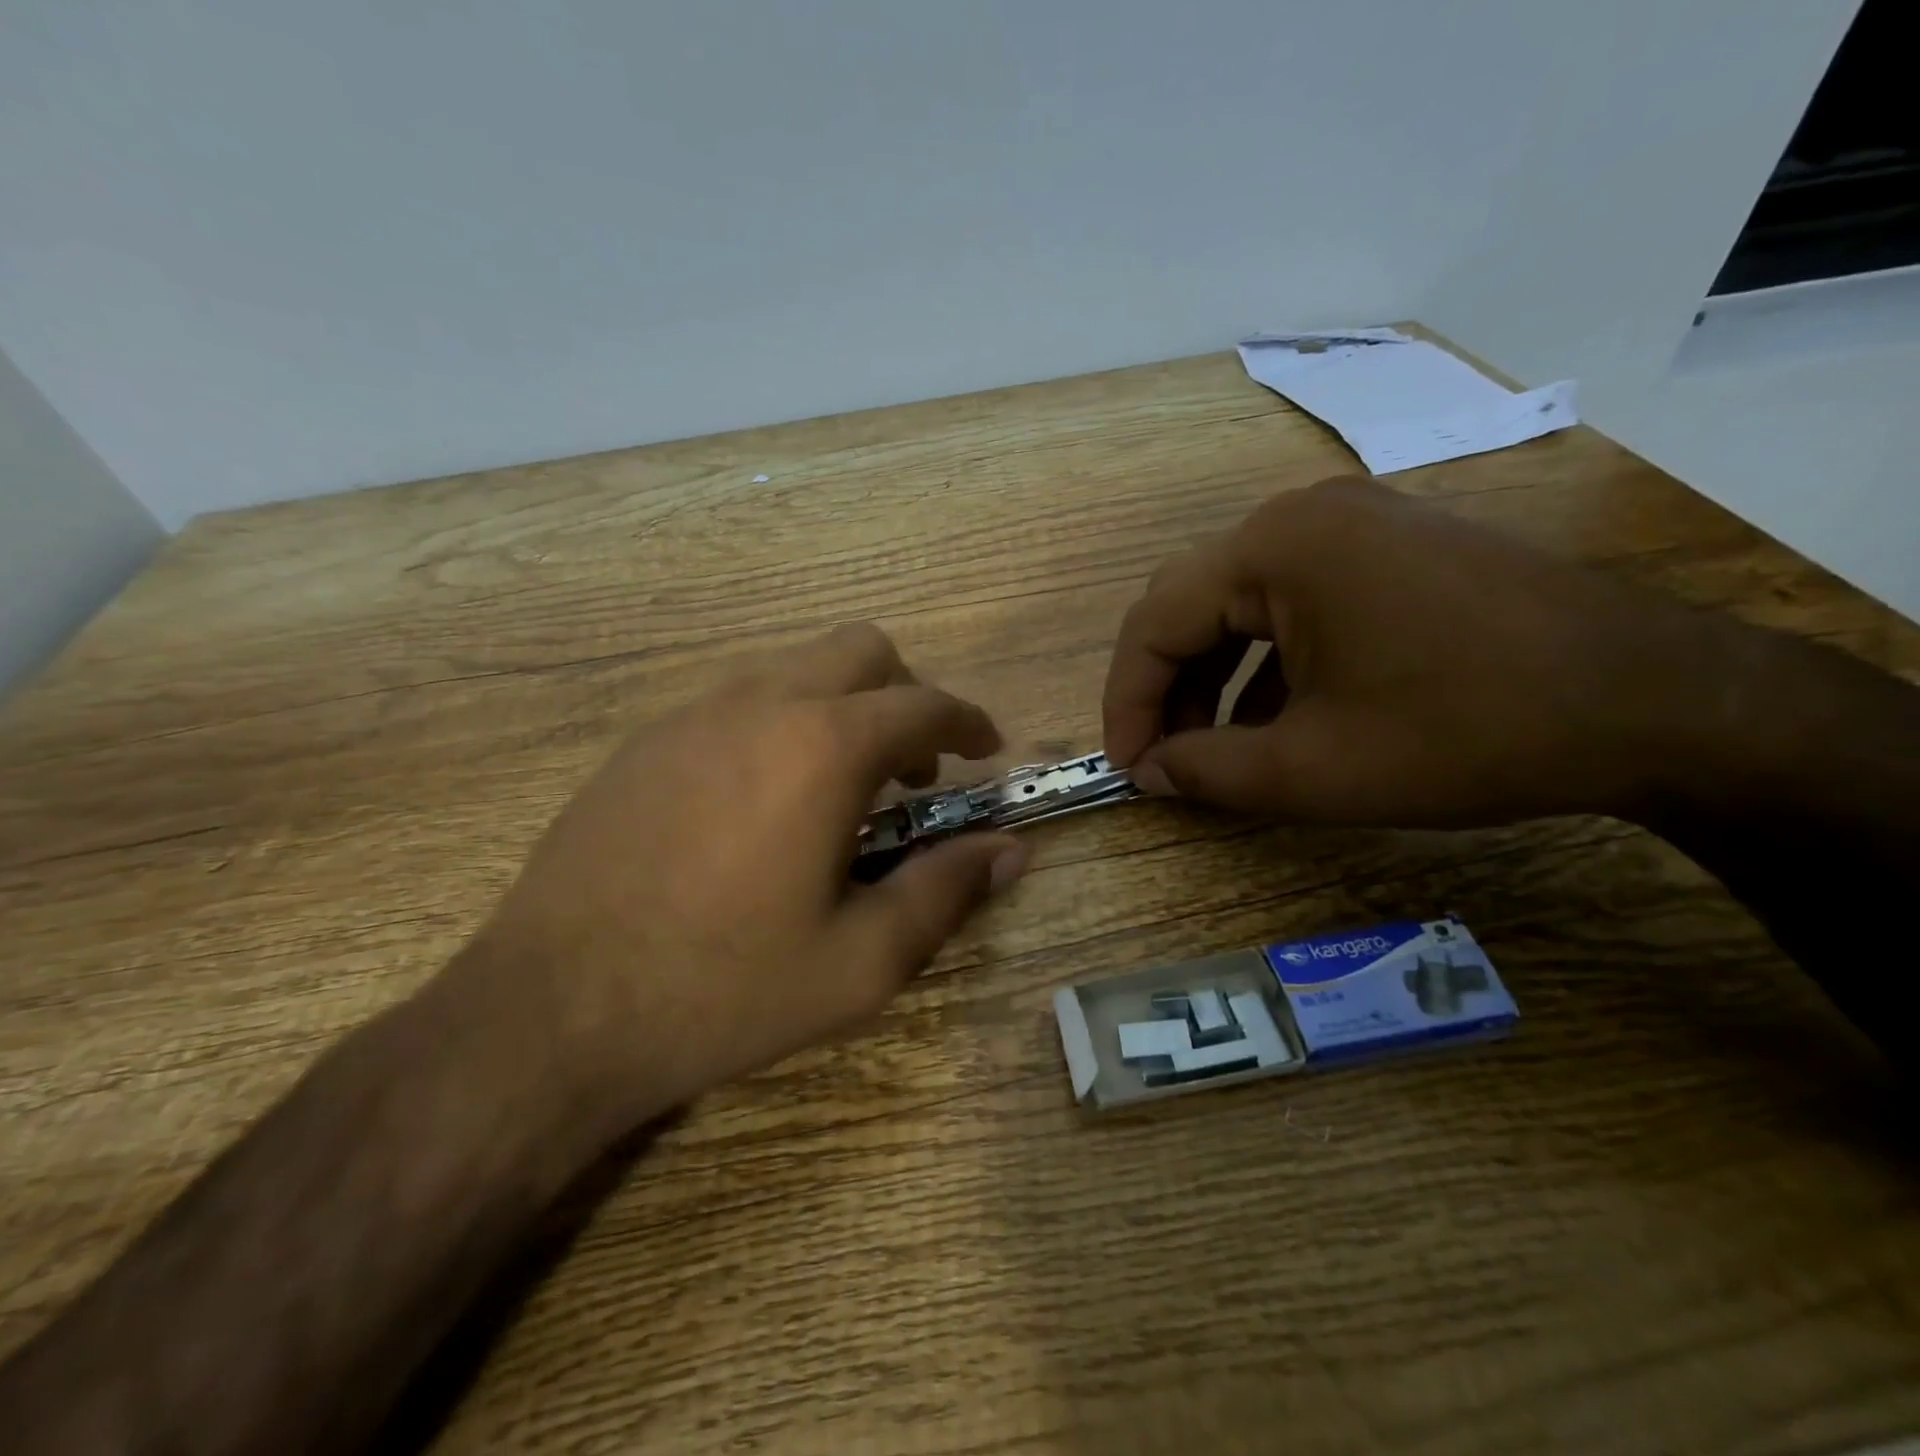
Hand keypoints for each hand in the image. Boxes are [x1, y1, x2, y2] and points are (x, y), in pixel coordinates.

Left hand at [461, 624, 1025, 1130]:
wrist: (552, 1012)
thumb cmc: (725, 987)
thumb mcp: (861, 960)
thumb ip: (947, 890)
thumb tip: (1012, 850)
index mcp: (823, 747)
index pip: (924, 704)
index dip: (969, 721)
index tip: (986, 750)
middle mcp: (760, 703)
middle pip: (860, 650)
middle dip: (906, 695)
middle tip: (916, 768)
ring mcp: (692, 714)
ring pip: (795, 668)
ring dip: (842, 706)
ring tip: (844, 787)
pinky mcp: (645, 741)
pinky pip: (738, 700)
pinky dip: (781, 723)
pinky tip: (765, 801)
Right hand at [1102, 476, 1729, 827]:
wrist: (1660, 702)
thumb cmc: (1468, 731)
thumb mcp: (1316, 769)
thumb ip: (1207, 773)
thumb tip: (1149, 773)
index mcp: (1274, 547)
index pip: (1154, 622)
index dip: (1127, 702)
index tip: (1128, 771)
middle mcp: (1302, 517)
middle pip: (1191, 605)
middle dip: (1166, 690)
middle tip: (1163, 762)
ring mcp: (1353, 526)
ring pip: (1240, 607)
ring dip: (1214, 681)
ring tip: (1214, 752)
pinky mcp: (1390, 550)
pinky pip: (1294, 605)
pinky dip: (1266, 665)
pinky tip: (1276, 720)